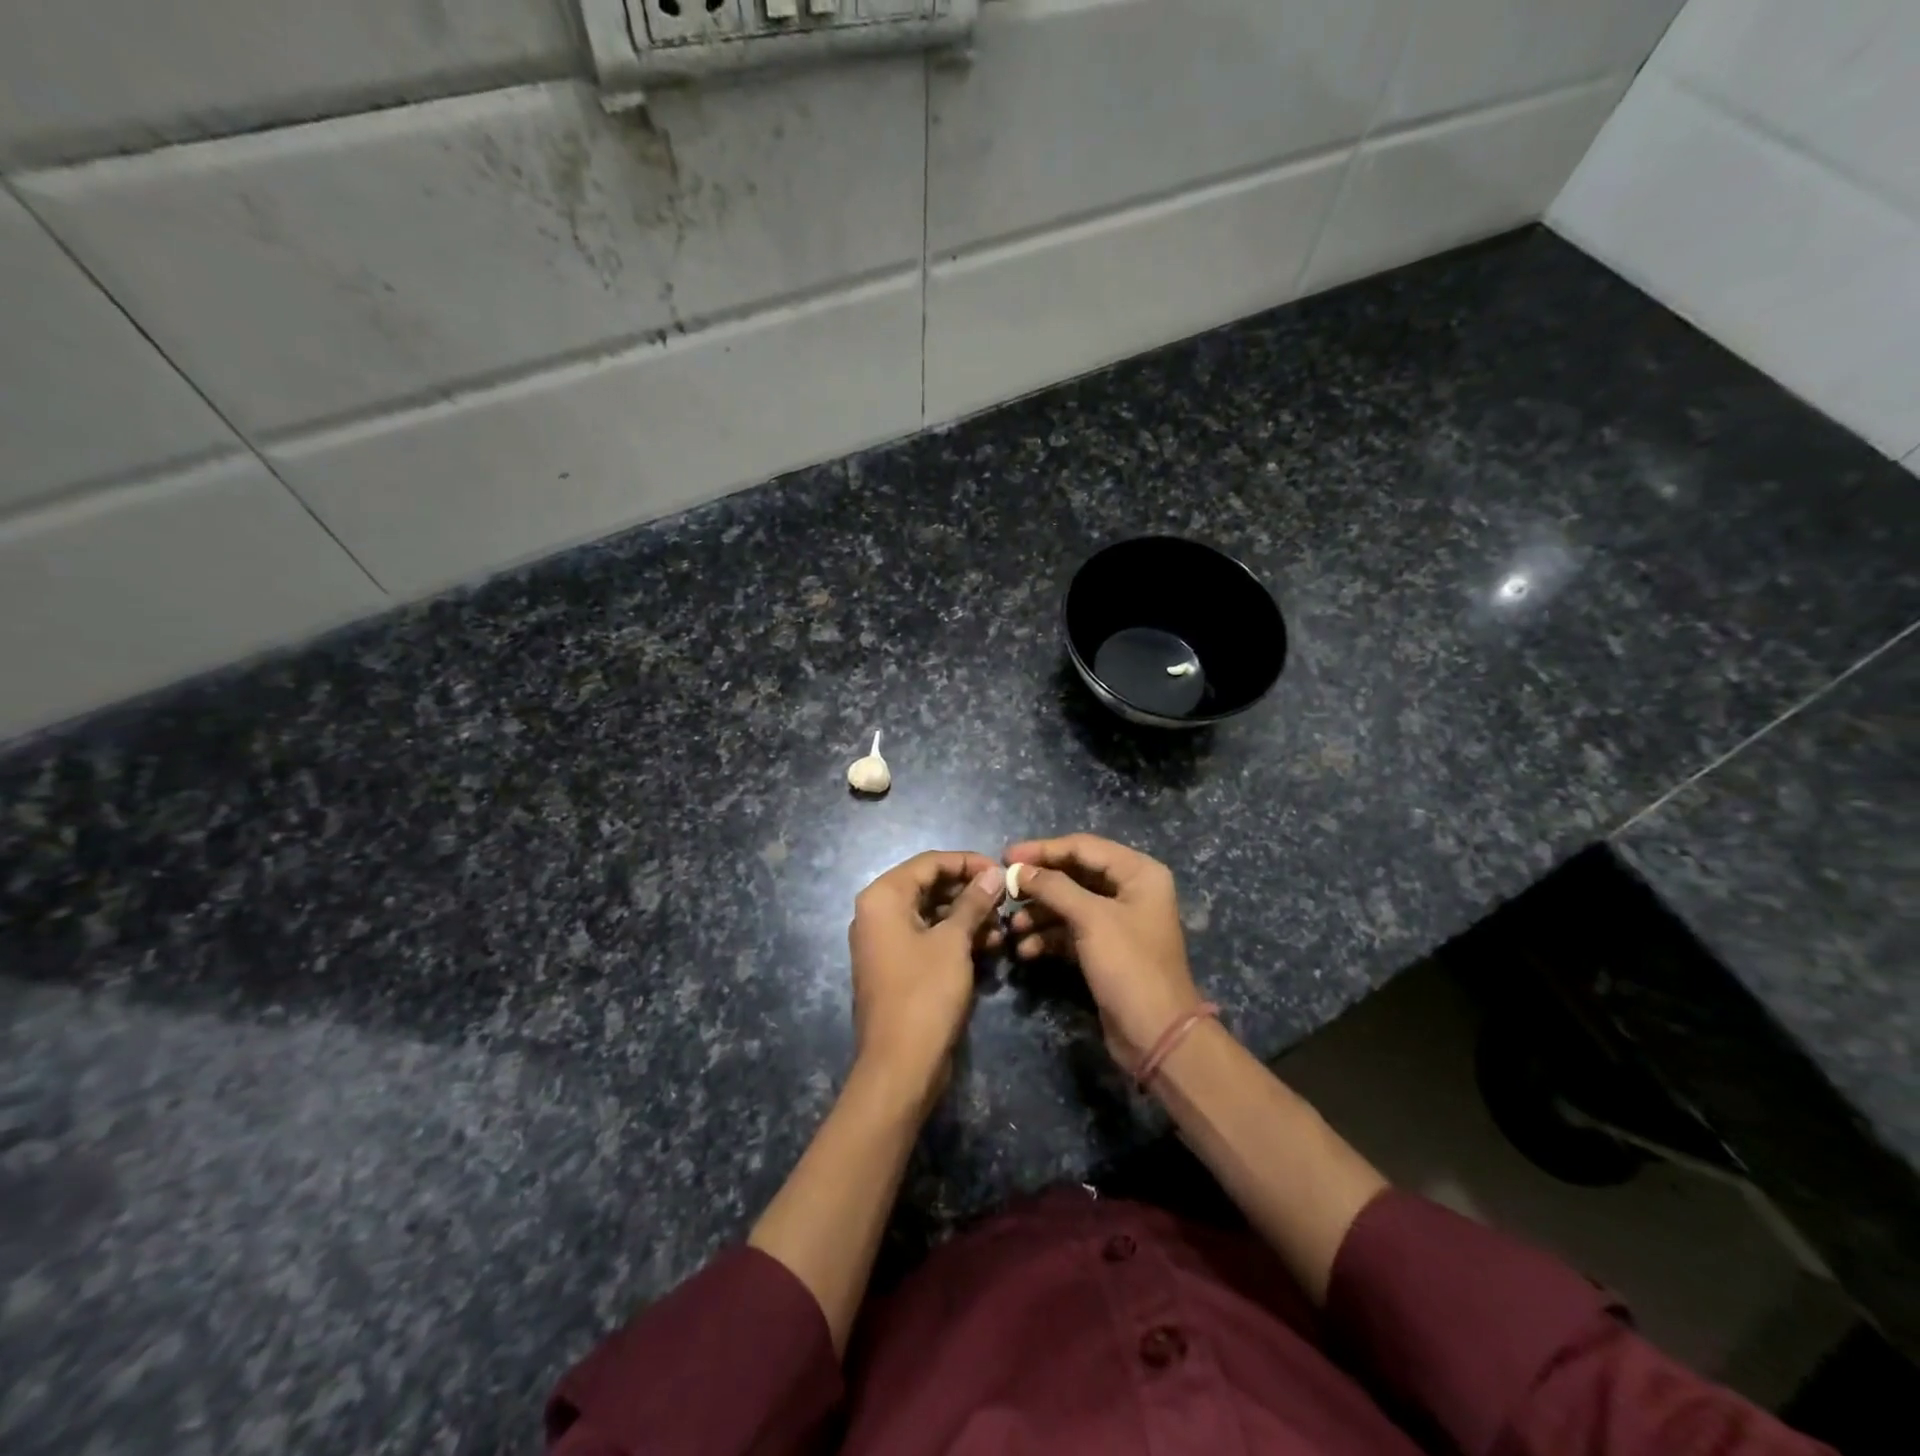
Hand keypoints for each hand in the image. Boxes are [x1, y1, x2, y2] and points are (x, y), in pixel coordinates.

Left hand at [847, 851, 1004, 1110]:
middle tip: (1005, 901)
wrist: (899, 1066)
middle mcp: (877, 913)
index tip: (1002, 872)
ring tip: (1001, 929)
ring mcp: (885, 941)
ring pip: (931, 913)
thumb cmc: (925, 994)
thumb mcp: (954, 942)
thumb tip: (993, 873)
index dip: (968, 862)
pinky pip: (928, 938)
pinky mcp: (897, 966)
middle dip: (969, 892)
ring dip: (967, 917)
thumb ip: (973, 902)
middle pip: (929, 886)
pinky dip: (955, 938)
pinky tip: (988, 947)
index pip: (929, 862)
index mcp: (883, 897)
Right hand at [1004, 834, 1203, 1070]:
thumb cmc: (1129, 965)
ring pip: (1069, 904)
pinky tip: (1025, 949)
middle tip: (1004, 889)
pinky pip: (1070, 931)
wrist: (1156, 1035)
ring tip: (1012, 926)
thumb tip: (1018, 869)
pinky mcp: (1105, 948)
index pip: (1083, 847)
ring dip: (1039, 913)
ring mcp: (1117, 920)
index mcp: (1138, 872)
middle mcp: (1130, 889)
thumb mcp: (1090, 919)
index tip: (1006, 856)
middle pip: (1074, 874)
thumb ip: (1053, 887)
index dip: (1043, 849)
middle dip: (1039, 884)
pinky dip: (1048, 937)